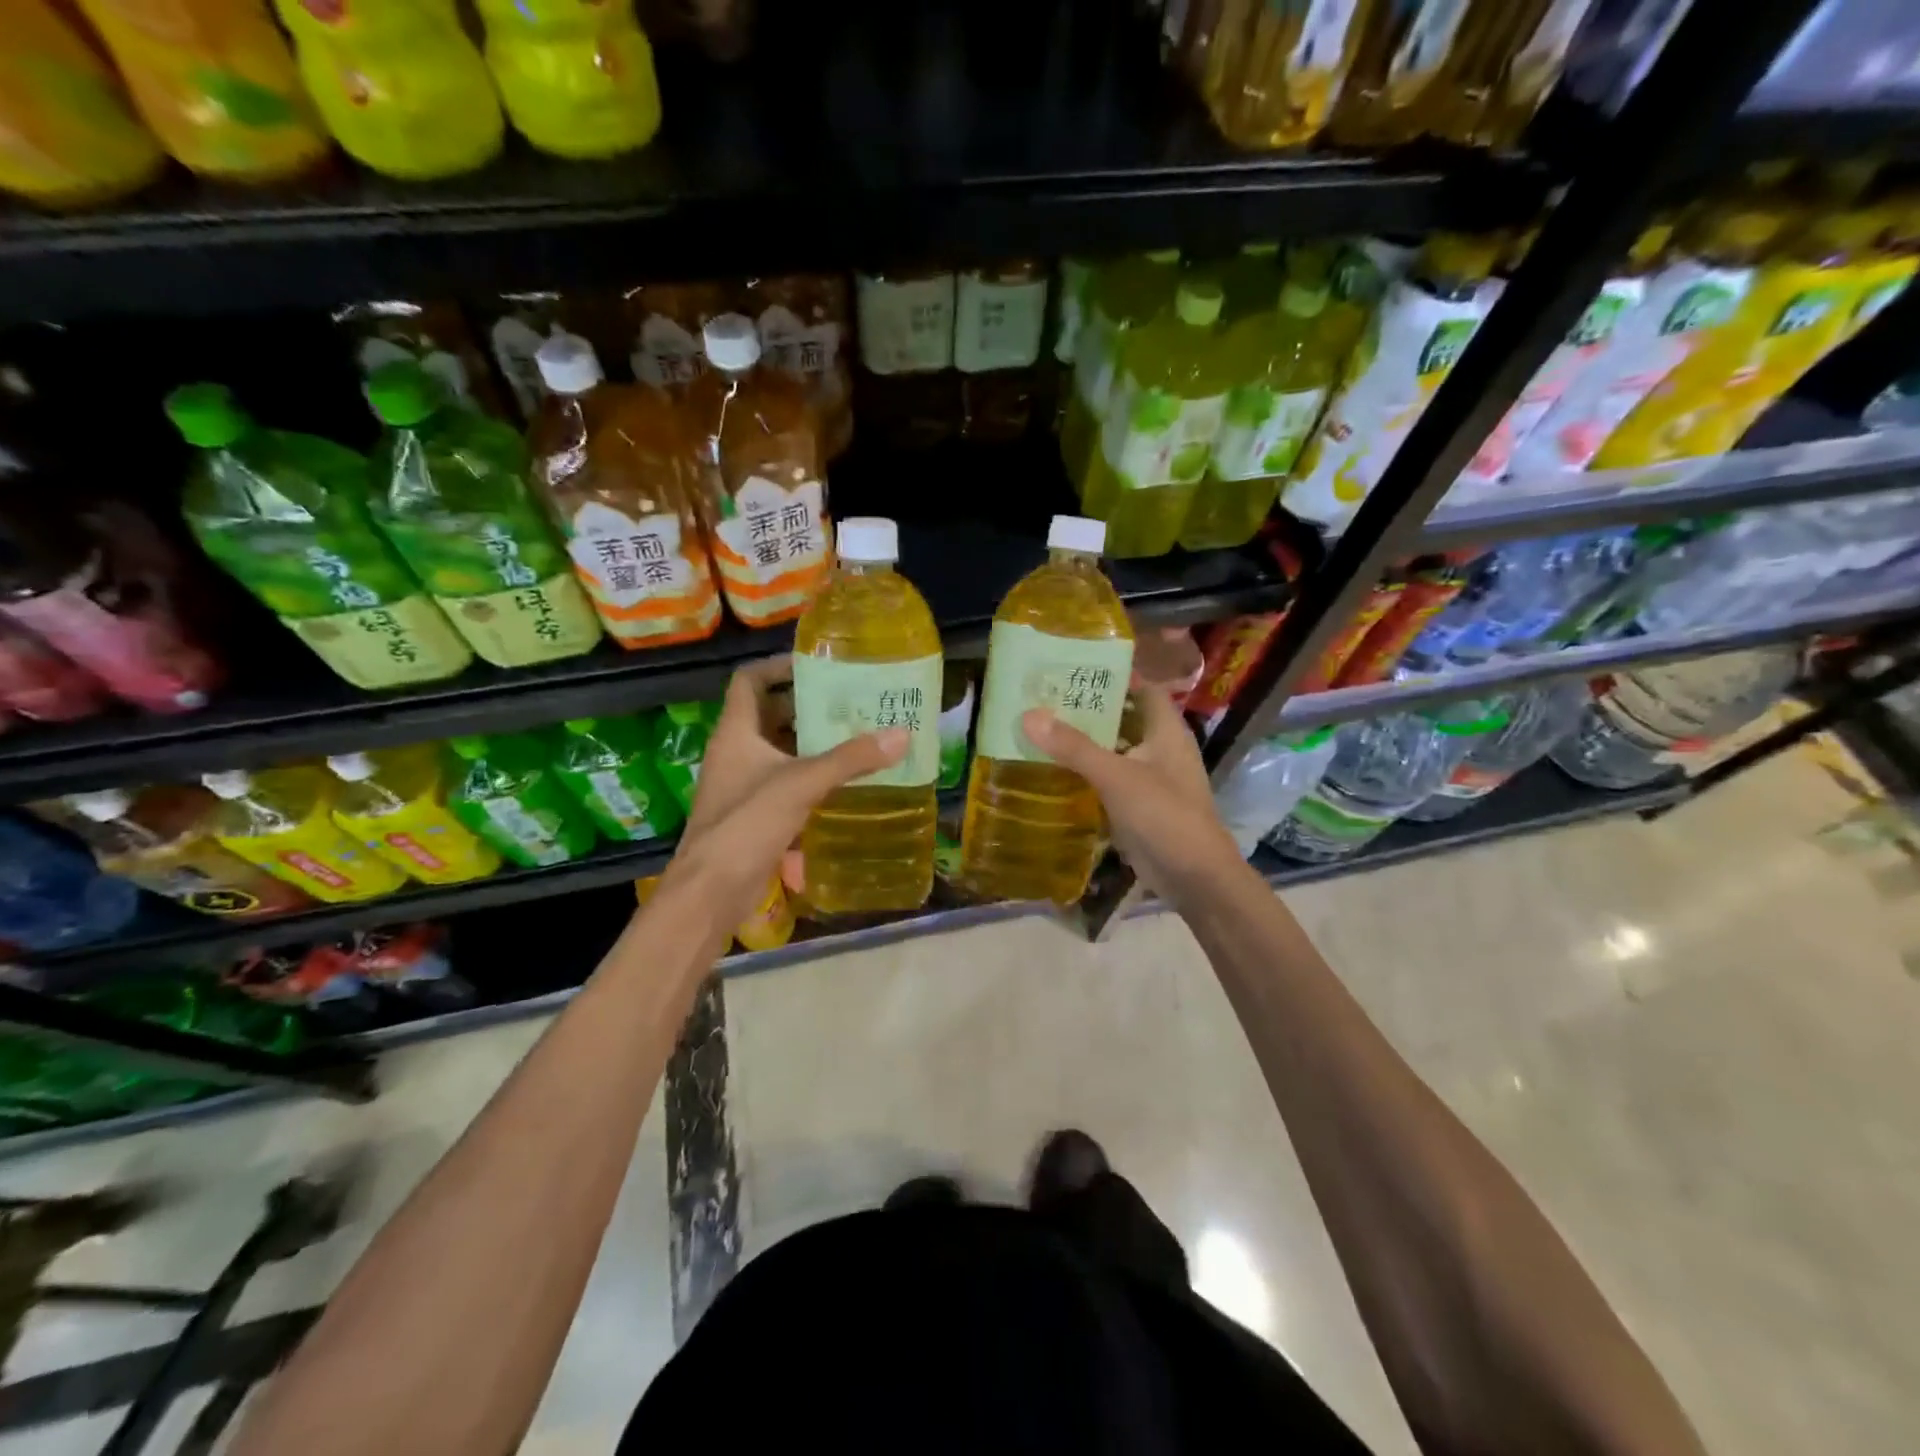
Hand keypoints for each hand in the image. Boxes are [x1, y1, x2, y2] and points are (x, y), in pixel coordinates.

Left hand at [663, 655, 907, 928]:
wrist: (711, 891)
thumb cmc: (747, 824)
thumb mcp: (801, 783)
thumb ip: (850, 759)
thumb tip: (901, 735)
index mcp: (736, 732)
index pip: (749, 680)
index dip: (778, 666)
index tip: (818, 665)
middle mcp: (736, 752)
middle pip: (771, 714)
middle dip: (809, 706)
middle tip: (852, 701)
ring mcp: (744, 785)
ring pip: (781, 751)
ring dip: (813, 743)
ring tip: (857, 735)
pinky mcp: (755, 815)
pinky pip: (787, 783)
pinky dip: (812, 777)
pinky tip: (845, 781)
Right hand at [1020, 686, 1241, 903]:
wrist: (1194, 877)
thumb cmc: (1164, 815)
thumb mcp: (1116, 776)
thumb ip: (1074, 747)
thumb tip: (1029, 715)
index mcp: (1166, 730)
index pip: (1143, 687)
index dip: (1114, 674)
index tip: (1075, 667)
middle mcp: (1160, 748)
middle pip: (1124, 717)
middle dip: (1089, 708)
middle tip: (1046, 697)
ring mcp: (1151, 778)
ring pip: (1115, 749)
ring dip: (1085, 741)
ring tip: (1042, 727)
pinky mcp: (1140, 804)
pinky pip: (1110, 778)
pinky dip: (1087, 772)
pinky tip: (1055, 769)